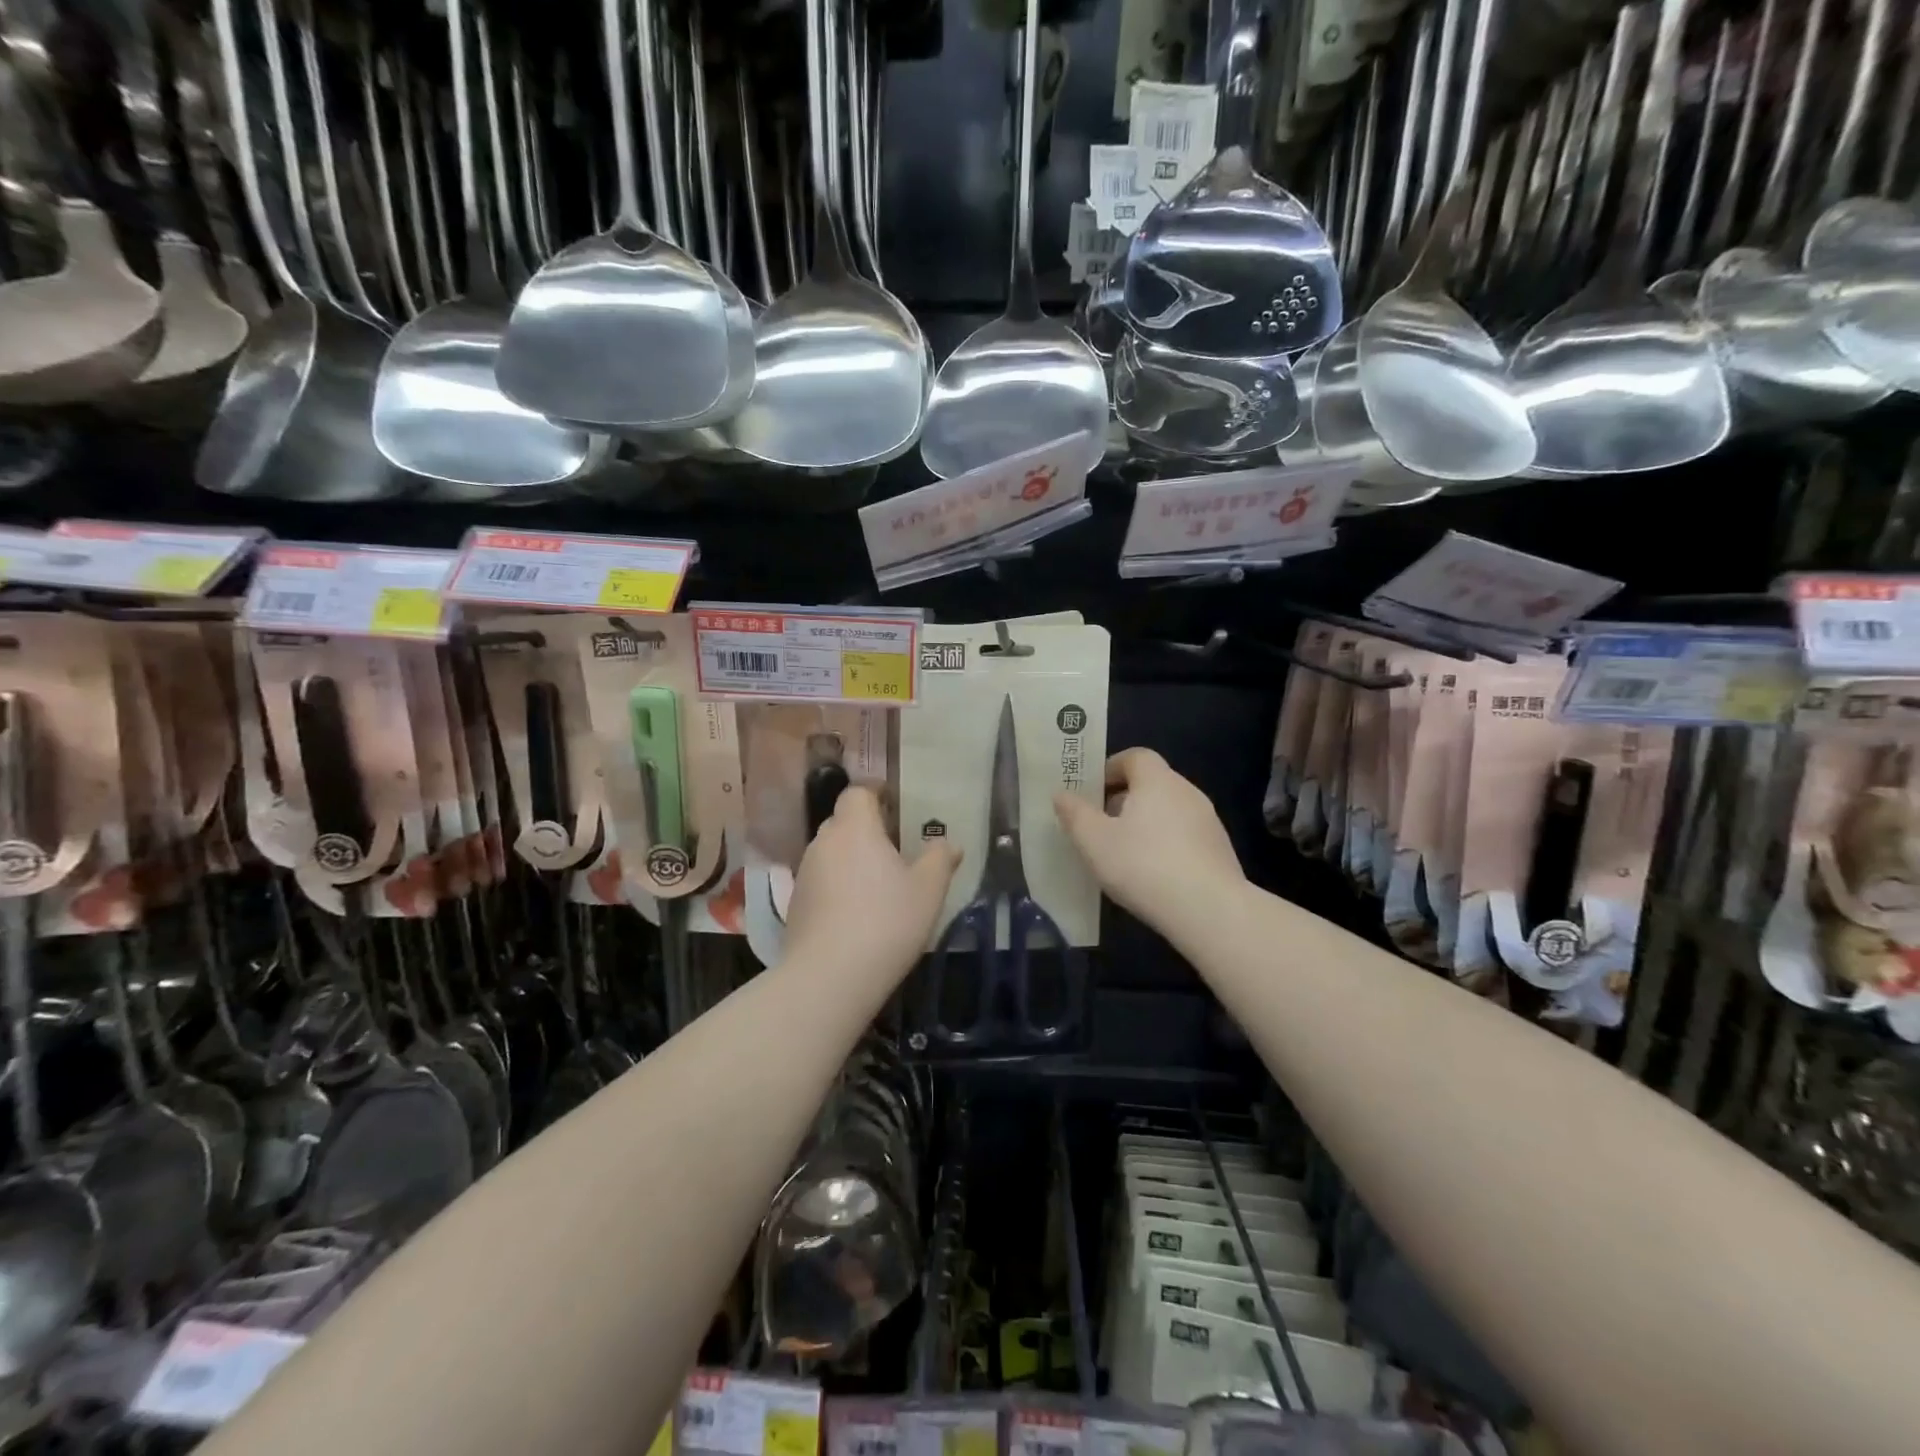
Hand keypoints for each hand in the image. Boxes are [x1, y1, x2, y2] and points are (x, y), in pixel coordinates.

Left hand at [786, 787, 960, 977]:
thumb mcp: (928, 890)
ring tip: (876, 883)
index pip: (857, 792)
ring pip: (830, 852)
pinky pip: (821, 880)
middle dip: (865, 828)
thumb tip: (949, 843)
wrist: (829, 977)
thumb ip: (940, 859)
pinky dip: (837, 885)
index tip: (894, 804)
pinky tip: (856, 912)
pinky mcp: (796, 904)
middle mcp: (824, 842)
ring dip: (851, 859)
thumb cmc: (886, 922)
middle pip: (843, 821)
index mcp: (855, 828)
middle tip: (893, 847)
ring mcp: (804, 873)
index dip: (875, 794)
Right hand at [1054, 749, 1243, 927]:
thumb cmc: (1143, 866)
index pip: (1135, 757)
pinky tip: (1152, 875)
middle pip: (1152, 783)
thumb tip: (1061, 794)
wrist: (1210, 910)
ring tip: (1123, 854)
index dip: (1110, 768)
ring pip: (1169, 811)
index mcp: (1157, 781)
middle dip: (1123, 799)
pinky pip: (1185, 836)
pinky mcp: (1220, 850)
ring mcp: (1209, 821)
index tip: (1091, 792)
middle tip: (1099, 825)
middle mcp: (1187, 792)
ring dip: (1145, 824)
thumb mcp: (1094, 841)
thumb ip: (1075, 814)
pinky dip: (1165, 845)